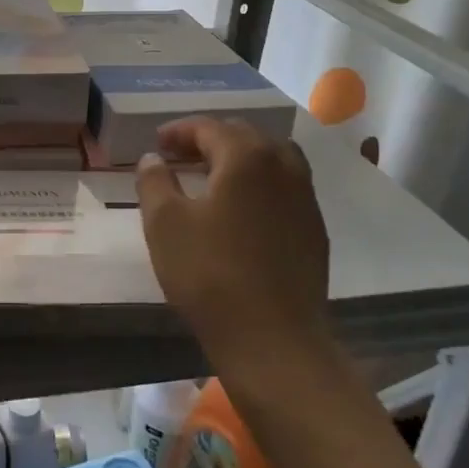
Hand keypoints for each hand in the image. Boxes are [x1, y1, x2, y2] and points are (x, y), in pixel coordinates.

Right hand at [135, 116, 332, 381]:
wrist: (273, 340)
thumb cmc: (209, 274)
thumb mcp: (164, 223)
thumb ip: (154, 181)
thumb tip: (154, 158)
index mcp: (246, 157)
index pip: (210, 127)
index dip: (179, 131)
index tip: (157, 143)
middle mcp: (283, 166)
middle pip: (244, 136)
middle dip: (209, 139)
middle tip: (180, 155)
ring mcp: (305, 197)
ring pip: (271, 158)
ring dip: (239, 158)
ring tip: (213, 175)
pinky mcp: (314, 228)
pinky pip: (285, 186)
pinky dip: (260, 182)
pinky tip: (241, 208)